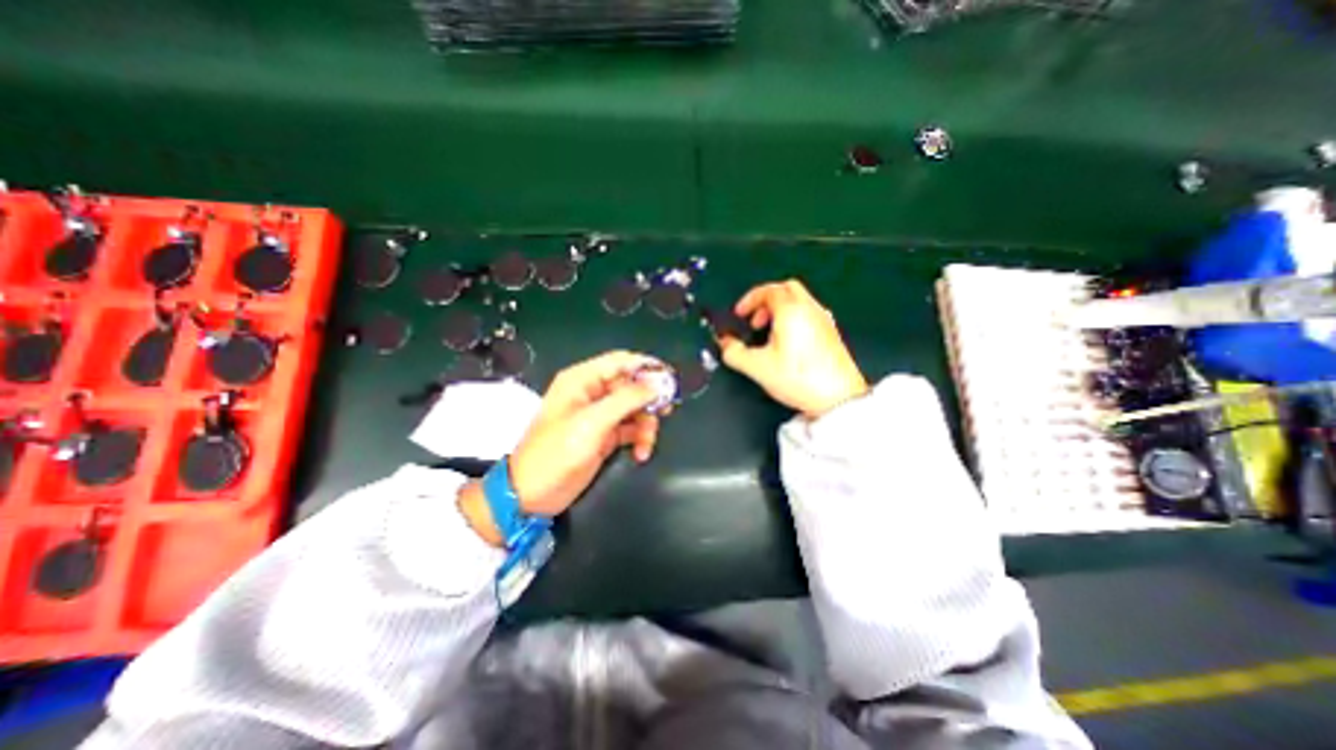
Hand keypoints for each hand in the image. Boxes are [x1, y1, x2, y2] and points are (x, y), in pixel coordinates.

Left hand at [459, 352, 661, 544]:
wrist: (531, 496)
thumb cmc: (555, 454)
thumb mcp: (592, 423)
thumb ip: (626, 400)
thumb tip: (658, 383)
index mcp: (582, 380)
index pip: (621, 362)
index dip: (646, 367)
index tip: (669, 381)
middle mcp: (592, 393)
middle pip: (632, 385)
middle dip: (648, 401)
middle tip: (665, 413)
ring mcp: (599, 415)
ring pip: (635, 408)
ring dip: (646, 424)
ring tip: (646, 445)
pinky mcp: (605, 435)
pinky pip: (631, 428)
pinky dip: (639, 438)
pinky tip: (641, 453)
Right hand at [720, 280, 867, 421]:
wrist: (837, 397)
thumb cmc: (802, 379)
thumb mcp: (757, 367)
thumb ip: (734, 352)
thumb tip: (725, 344)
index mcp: (791, 311)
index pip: (768, 290)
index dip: (749, 299)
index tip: (740, 312)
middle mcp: (810, 310)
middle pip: (786, 289)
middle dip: (766, 300)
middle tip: (754, 318)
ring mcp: (823, 320)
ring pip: (799, 300)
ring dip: (780, 310)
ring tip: (768, 332)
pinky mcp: (830, 333)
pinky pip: (809, 314)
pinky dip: (794, 319)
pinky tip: (787, 341)